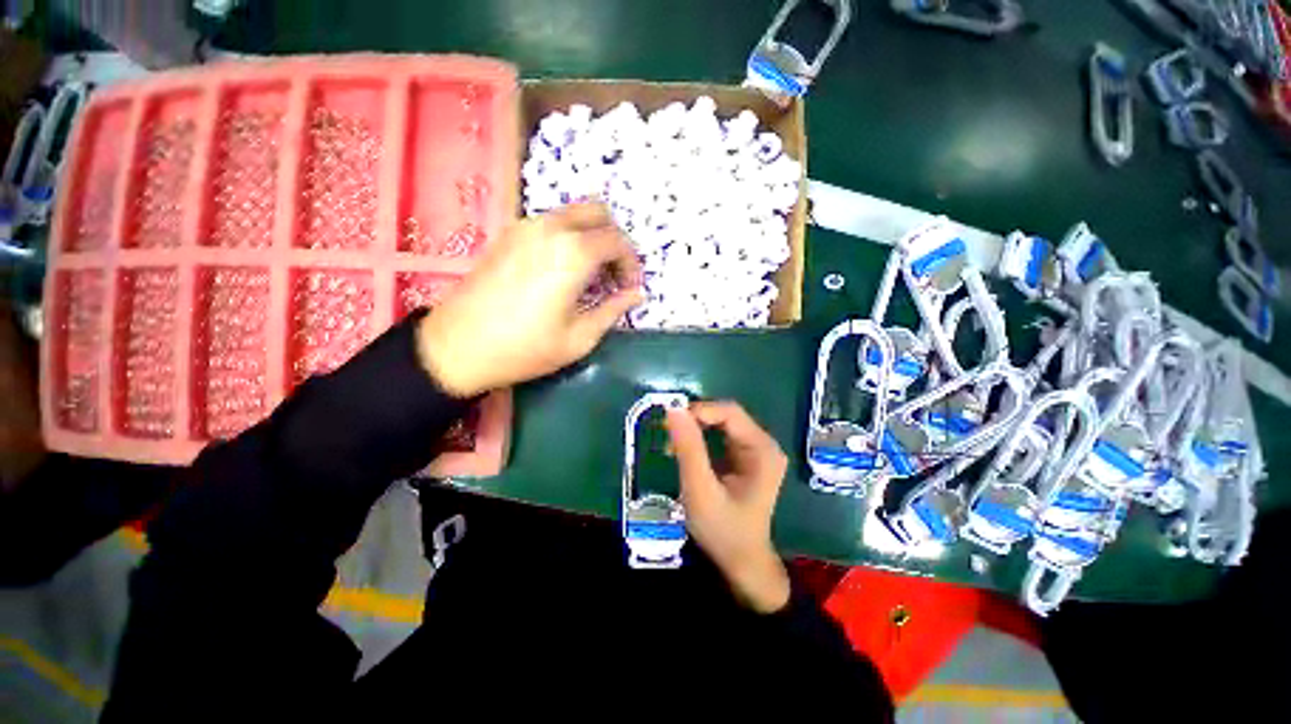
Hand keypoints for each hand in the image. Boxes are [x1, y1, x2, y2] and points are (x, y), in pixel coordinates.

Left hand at [418, 204, 643, 396]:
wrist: (457, 347)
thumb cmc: (525, 348)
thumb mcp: (580, 338)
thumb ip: (613, 310)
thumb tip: (637, 294)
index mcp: (573, 253)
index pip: (618, 241)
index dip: (631, 264)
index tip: (629, 289)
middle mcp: (551, 228)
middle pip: (598, 213)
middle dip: (614, 241)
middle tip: (613, 275)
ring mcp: (526, 226)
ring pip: (574, 214)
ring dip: (591, 237)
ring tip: (590, 275)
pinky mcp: (509, 233)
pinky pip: (551, 222)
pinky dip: (569, 237)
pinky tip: (563, 270)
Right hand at [665, 401, 790, 613]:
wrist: (741, 563)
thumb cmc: (723, 530)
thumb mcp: (700, 489)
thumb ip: (688, 448)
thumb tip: (673, 408)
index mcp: (762, 449)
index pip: (729, 412)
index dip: (699, 410)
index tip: (670, 422)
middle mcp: (764, 444)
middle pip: (726, 415)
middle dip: (695, 420)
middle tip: (667, 434)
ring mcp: (756, 450)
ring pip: (721, 424)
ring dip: (695, 429)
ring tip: (672, 445)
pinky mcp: (745, 457)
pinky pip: (720, 436)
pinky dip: (700, 439)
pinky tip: (684, 452)